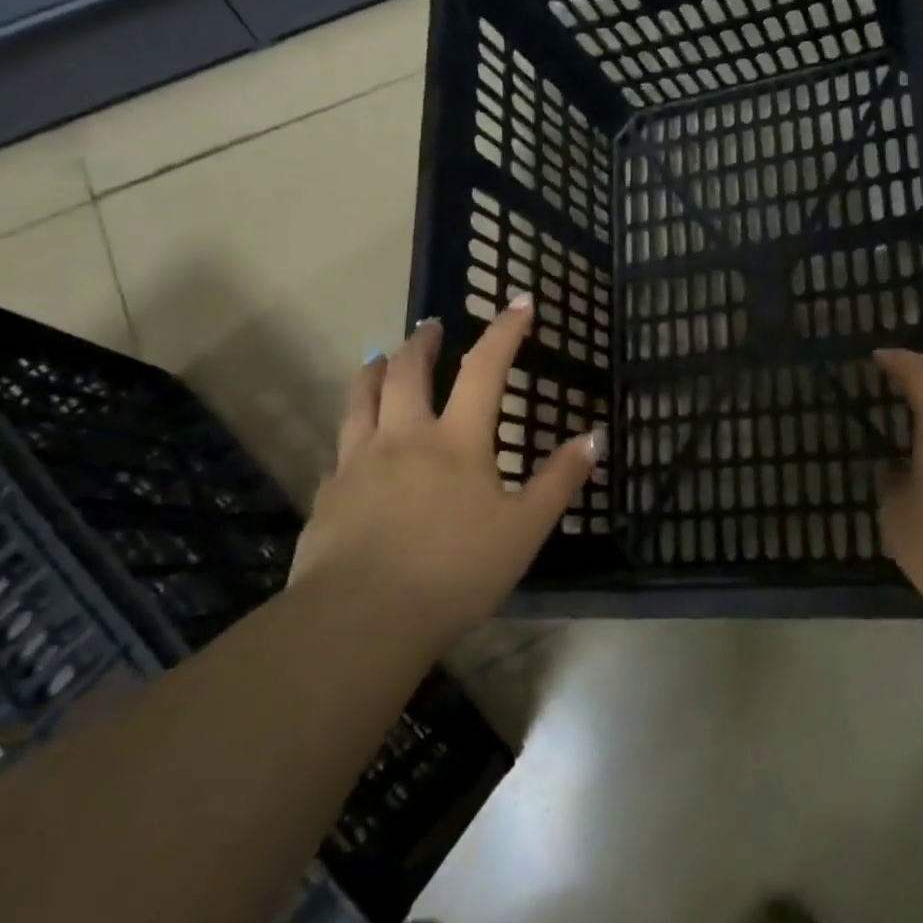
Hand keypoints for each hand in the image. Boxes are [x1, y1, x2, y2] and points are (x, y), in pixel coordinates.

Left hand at [291, 297, 602, 646]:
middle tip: (430, 325)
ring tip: (379, 358)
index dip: (505, 331)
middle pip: (407, 371)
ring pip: (361, 398)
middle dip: (422, 341)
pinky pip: (340, 445)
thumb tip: (594, 437)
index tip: (520, 301)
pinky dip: (352, 427)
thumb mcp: (523, 530)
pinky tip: (355, 441)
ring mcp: (358, 462)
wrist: (360, 620)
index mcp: (455, 440)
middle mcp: (403, 436)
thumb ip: (559, 481)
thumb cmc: (454, 572)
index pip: (486, 368)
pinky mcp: (328, 493)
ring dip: (374, 369)